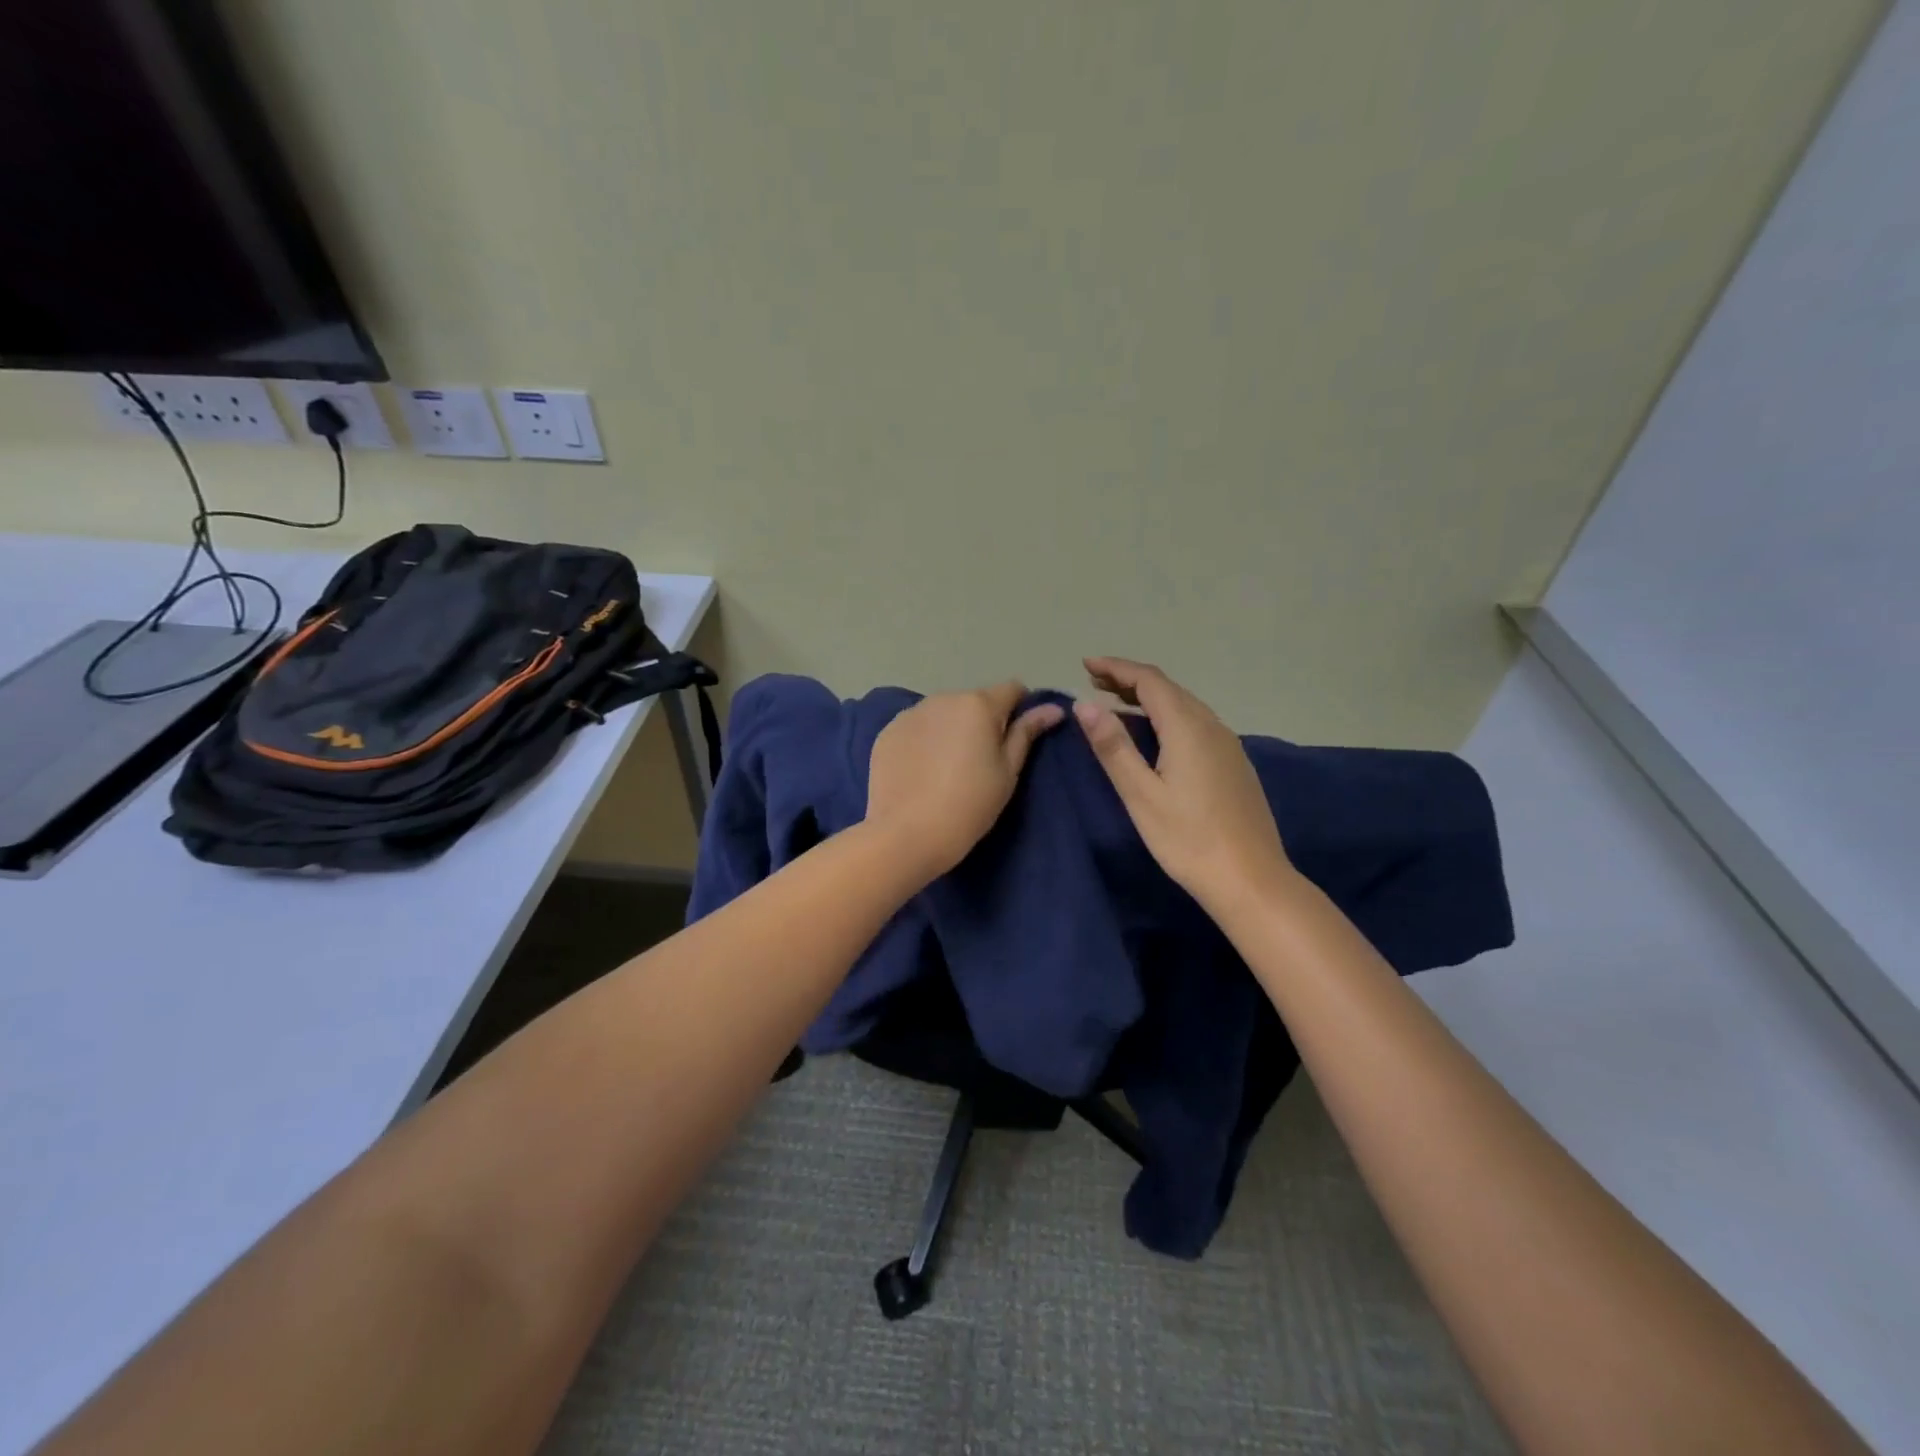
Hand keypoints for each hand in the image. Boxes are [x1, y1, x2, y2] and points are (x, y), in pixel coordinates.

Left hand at [865, 681, 1065, 879]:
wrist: (906, 834)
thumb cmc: (969, 805)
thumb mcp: (1007, 772)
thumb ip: (1027, 733)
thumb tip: (1052, 708)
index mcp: (979, 704)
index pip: (1012, 689)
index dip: (1020, 709)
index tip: (1016, 739)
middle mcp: (943, 698)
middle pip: (974, 701)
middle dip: (982, 722)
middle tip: (981, 763)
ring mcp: (911, 713)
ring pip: (943, 713)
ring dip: (952, 729)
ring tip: (948, 769)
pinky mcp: (887, 731)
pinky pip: (916, 727)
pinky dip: (924, 741)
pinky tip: (921, 772)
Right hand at [1074, 657, 1295, 917]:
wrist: (1251, 879)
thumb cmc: (1188, 838)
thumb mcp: (1141, 794)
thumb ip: (1113, 746)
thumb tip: (1085, 704)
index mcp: (1187, 727)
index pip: (1149, 681)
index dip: (1116, 668)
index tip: (1085, 664)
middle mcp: (1211, 726)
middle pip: (1168, 689)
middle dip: (1130, 680)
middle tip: (1094, 681)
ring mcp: (1228, 745)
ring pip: (1184, 706)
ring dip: (1149, 698)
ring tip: (1117, 703)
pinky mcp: (1234, 763)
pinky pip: (1196, 723)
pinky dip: (1168, 716)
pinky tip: (1156, 735)